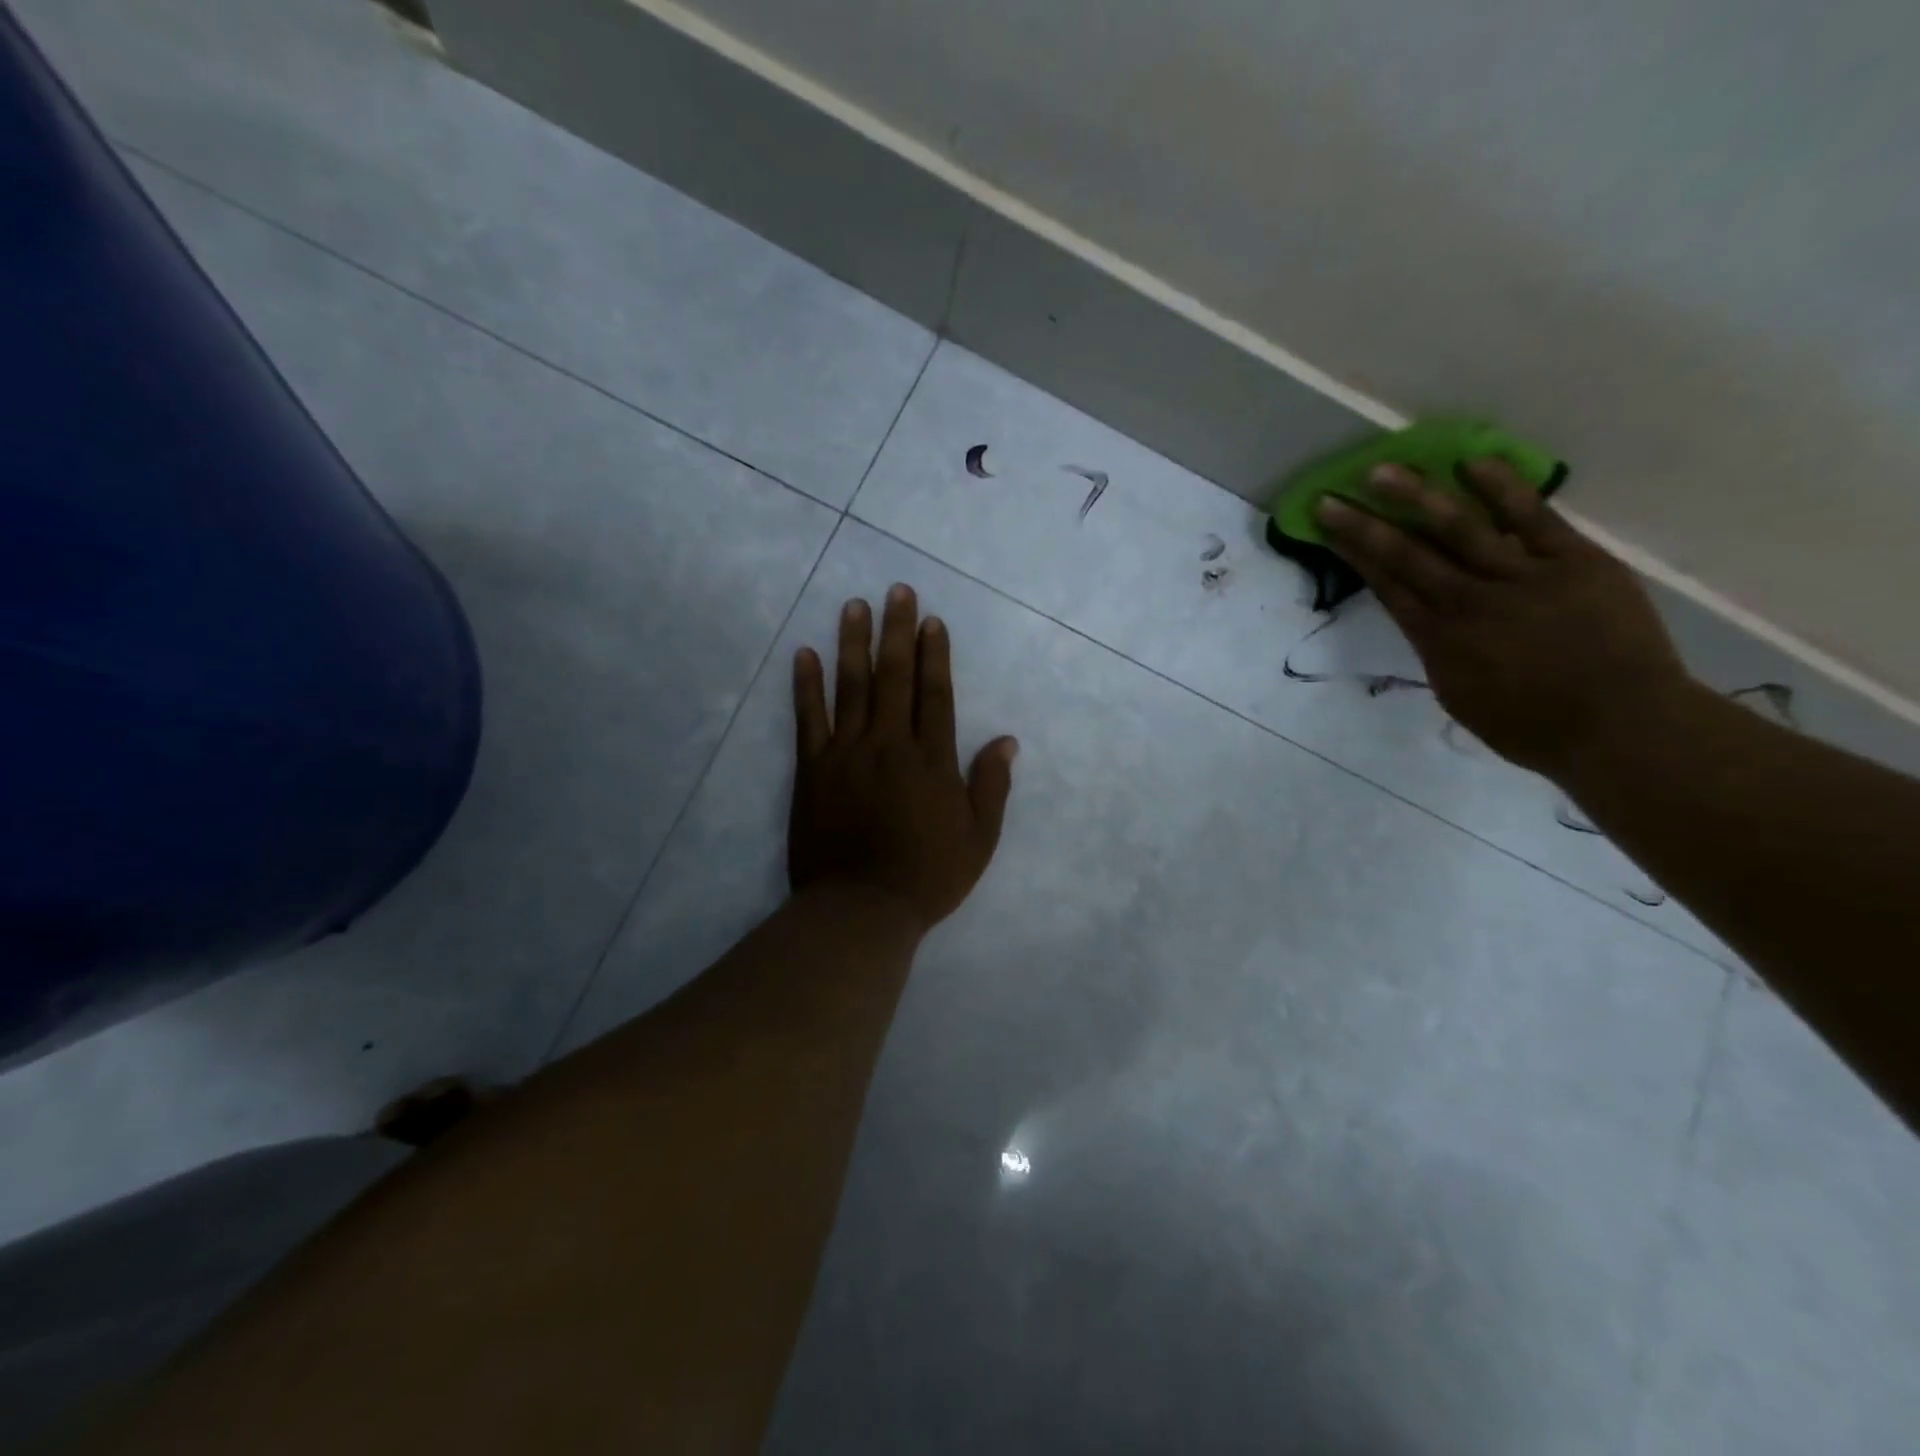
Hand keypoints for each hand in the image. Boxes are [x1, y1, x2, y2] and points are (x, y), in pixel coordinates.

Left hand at [789, 583, 1017, 930]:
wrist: (861, 908)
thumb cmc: (927, 876)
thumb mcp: (979, 839)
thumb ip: (991, 786)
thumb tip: (1007, 740)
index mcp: (931, 761)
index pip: (935, 695)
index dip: (934, 655)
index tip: (931, 620)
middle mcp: (889, 745)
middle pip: (894, 679)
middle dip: (897, 631)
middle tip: (897, 591)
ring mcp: (846, 754)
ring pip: (851, 688)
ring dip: (853, 644)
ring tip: (854, 606)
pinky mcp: (812, 770)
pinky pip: (808, 719)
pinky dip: (806, 686)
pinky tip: (805, 654)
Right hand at [1315, 459, 1691, 777]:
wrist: (1621, 725)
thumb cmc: (1531, 726)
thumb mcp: (1459, 696)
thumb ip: (1437, 650)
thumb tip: (1427, 619)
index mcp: (1437, 638)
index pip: (1385, 583)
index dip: (1352, 552)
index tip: (1327, 526)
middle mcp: (1467, 600)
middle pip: (1406, 553)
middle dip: (1363, 523)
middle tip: (1332, 496)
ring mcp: (1521, 576)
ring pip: (1459, 528)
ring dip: (1417, 496)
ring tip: (1383, 469)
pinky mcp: (1573, 560)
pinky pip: (1533, 516)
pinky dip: (1502, 488)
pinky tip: (1472, 462)